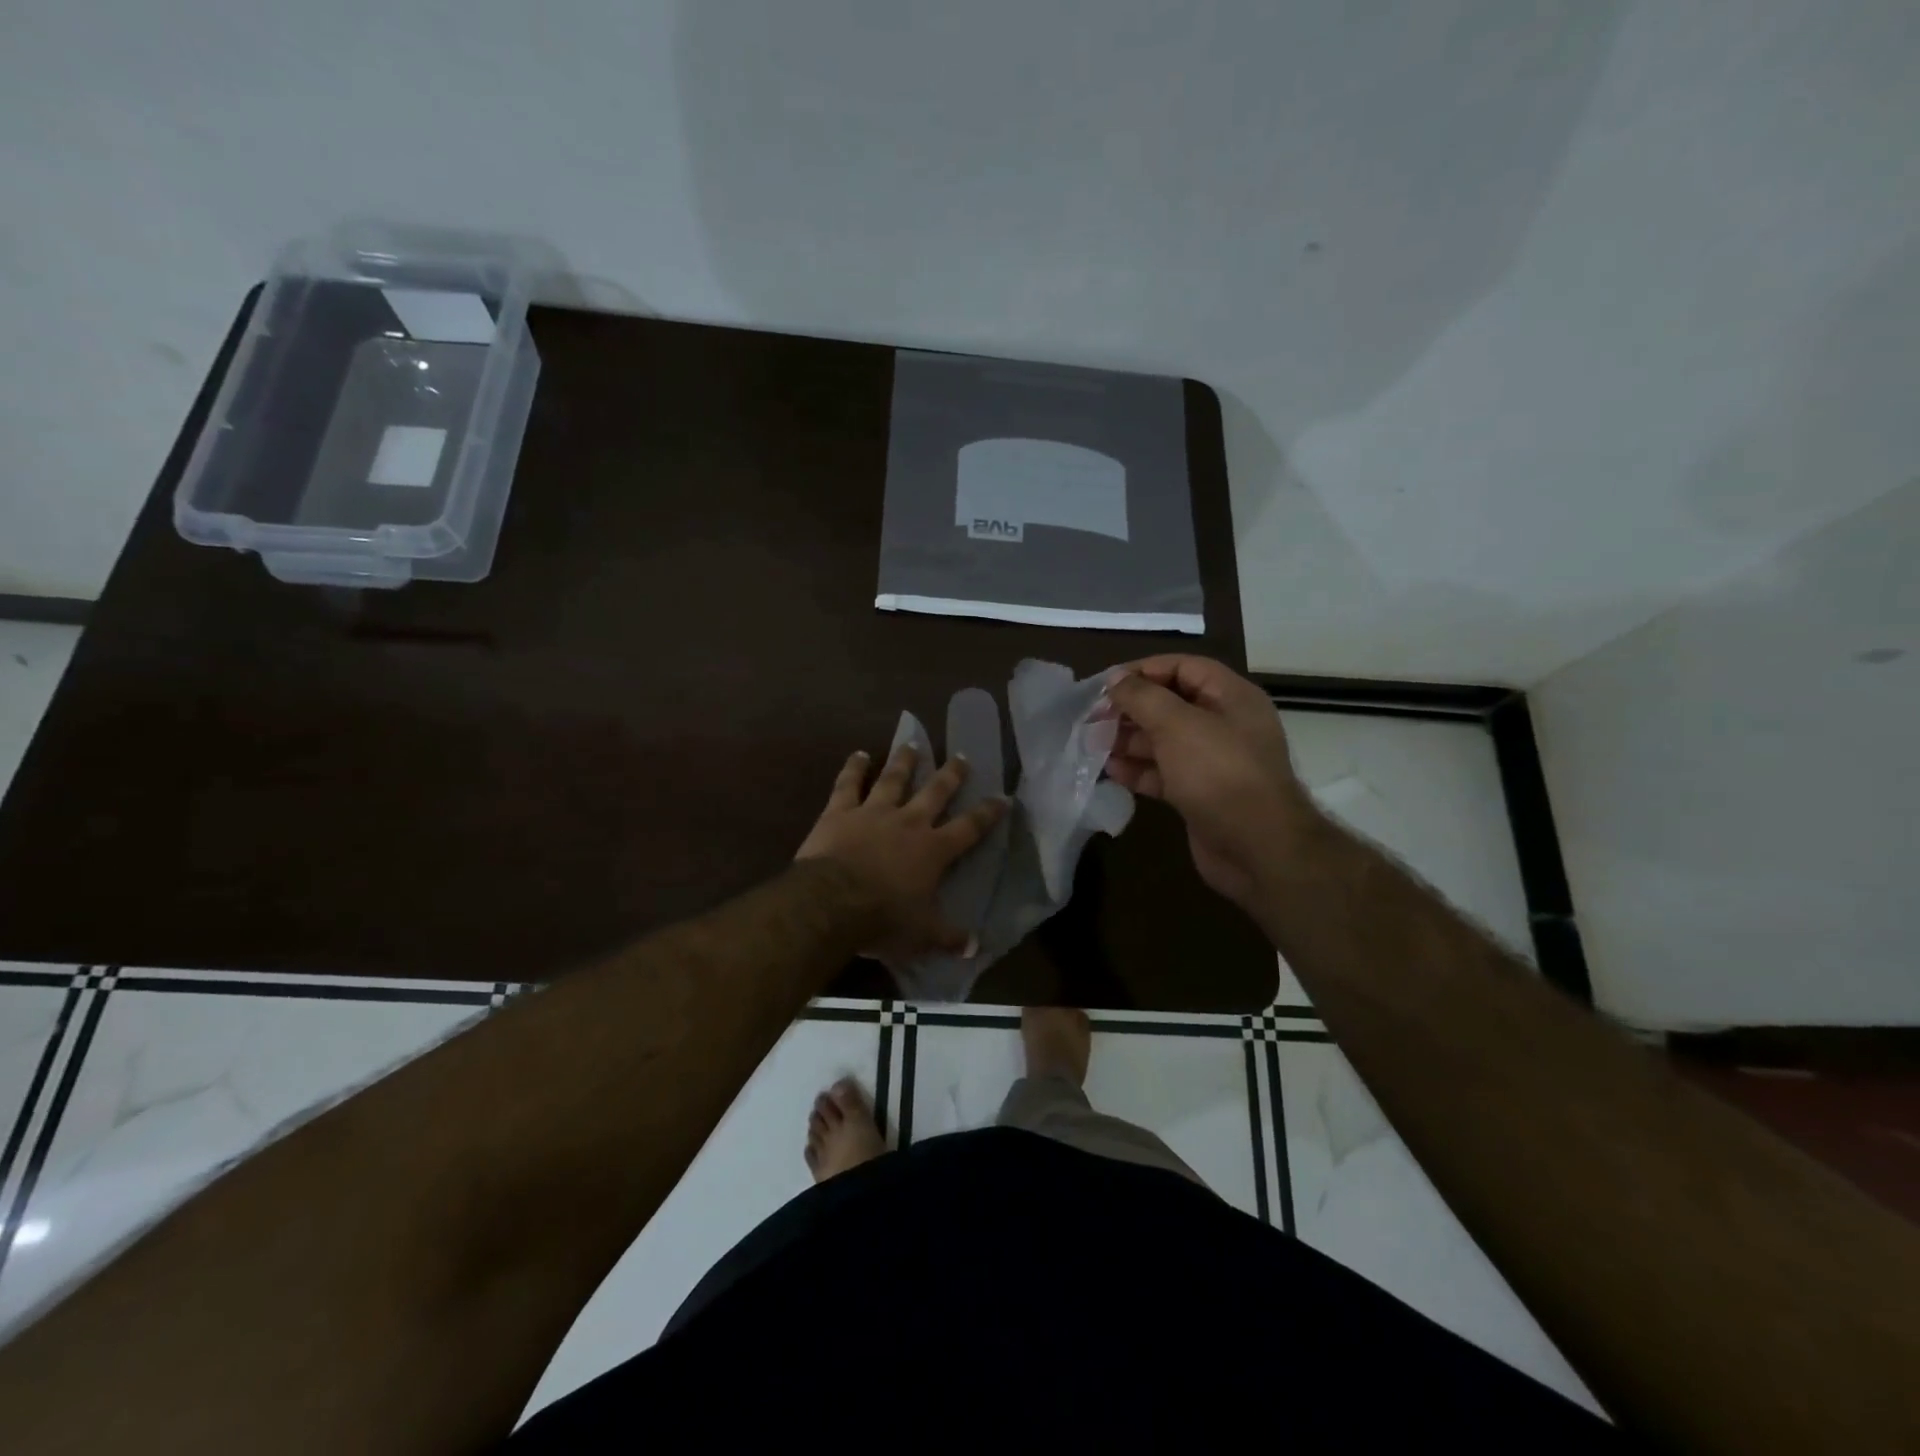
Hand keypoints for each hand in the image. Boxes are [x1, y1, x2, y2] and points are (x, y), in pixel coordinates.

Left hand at [795, 745, 1006, 966]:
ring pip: (893, 779)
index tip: (1003, 797)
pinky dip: (854, 768)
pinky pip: (848, 784)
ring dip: (904, 762)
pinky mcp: (840, 811)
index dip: (988, 812)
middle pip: (935, 792)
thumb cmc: (883, 920)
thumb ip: (949, 937)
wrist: (832, 903)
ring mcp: (873, 812)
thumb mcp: (922, 936)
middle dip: (951, 774)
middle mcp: (908, 822)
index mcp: (933, 850)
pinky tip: (858, 754)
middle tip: (961, 756)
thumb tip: (975, 947)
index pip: (969, 827)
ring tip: (912, 744)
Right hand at [1104, 656, 1315, 909]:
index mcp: (1230, 697)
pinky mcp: (1199, 794)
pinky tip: (1111, 772)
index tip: (1106, 684)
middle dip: (1131, 710)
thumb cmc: (1219, 773)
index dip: (1144, 671)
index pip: (1183, 668)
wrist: (1257, 847)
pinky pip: (1164, 773)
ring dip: (1129, 741)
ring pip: (1163, 741)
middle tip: (1093, 718)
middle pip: (1170, 705)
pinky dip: (1138, 770)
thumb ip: (1143, 697)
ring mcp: (1212, 762)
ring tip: (1093, 744)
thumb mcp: (1177, 725)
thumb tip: (1116, 680)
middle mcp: (1224, 724)